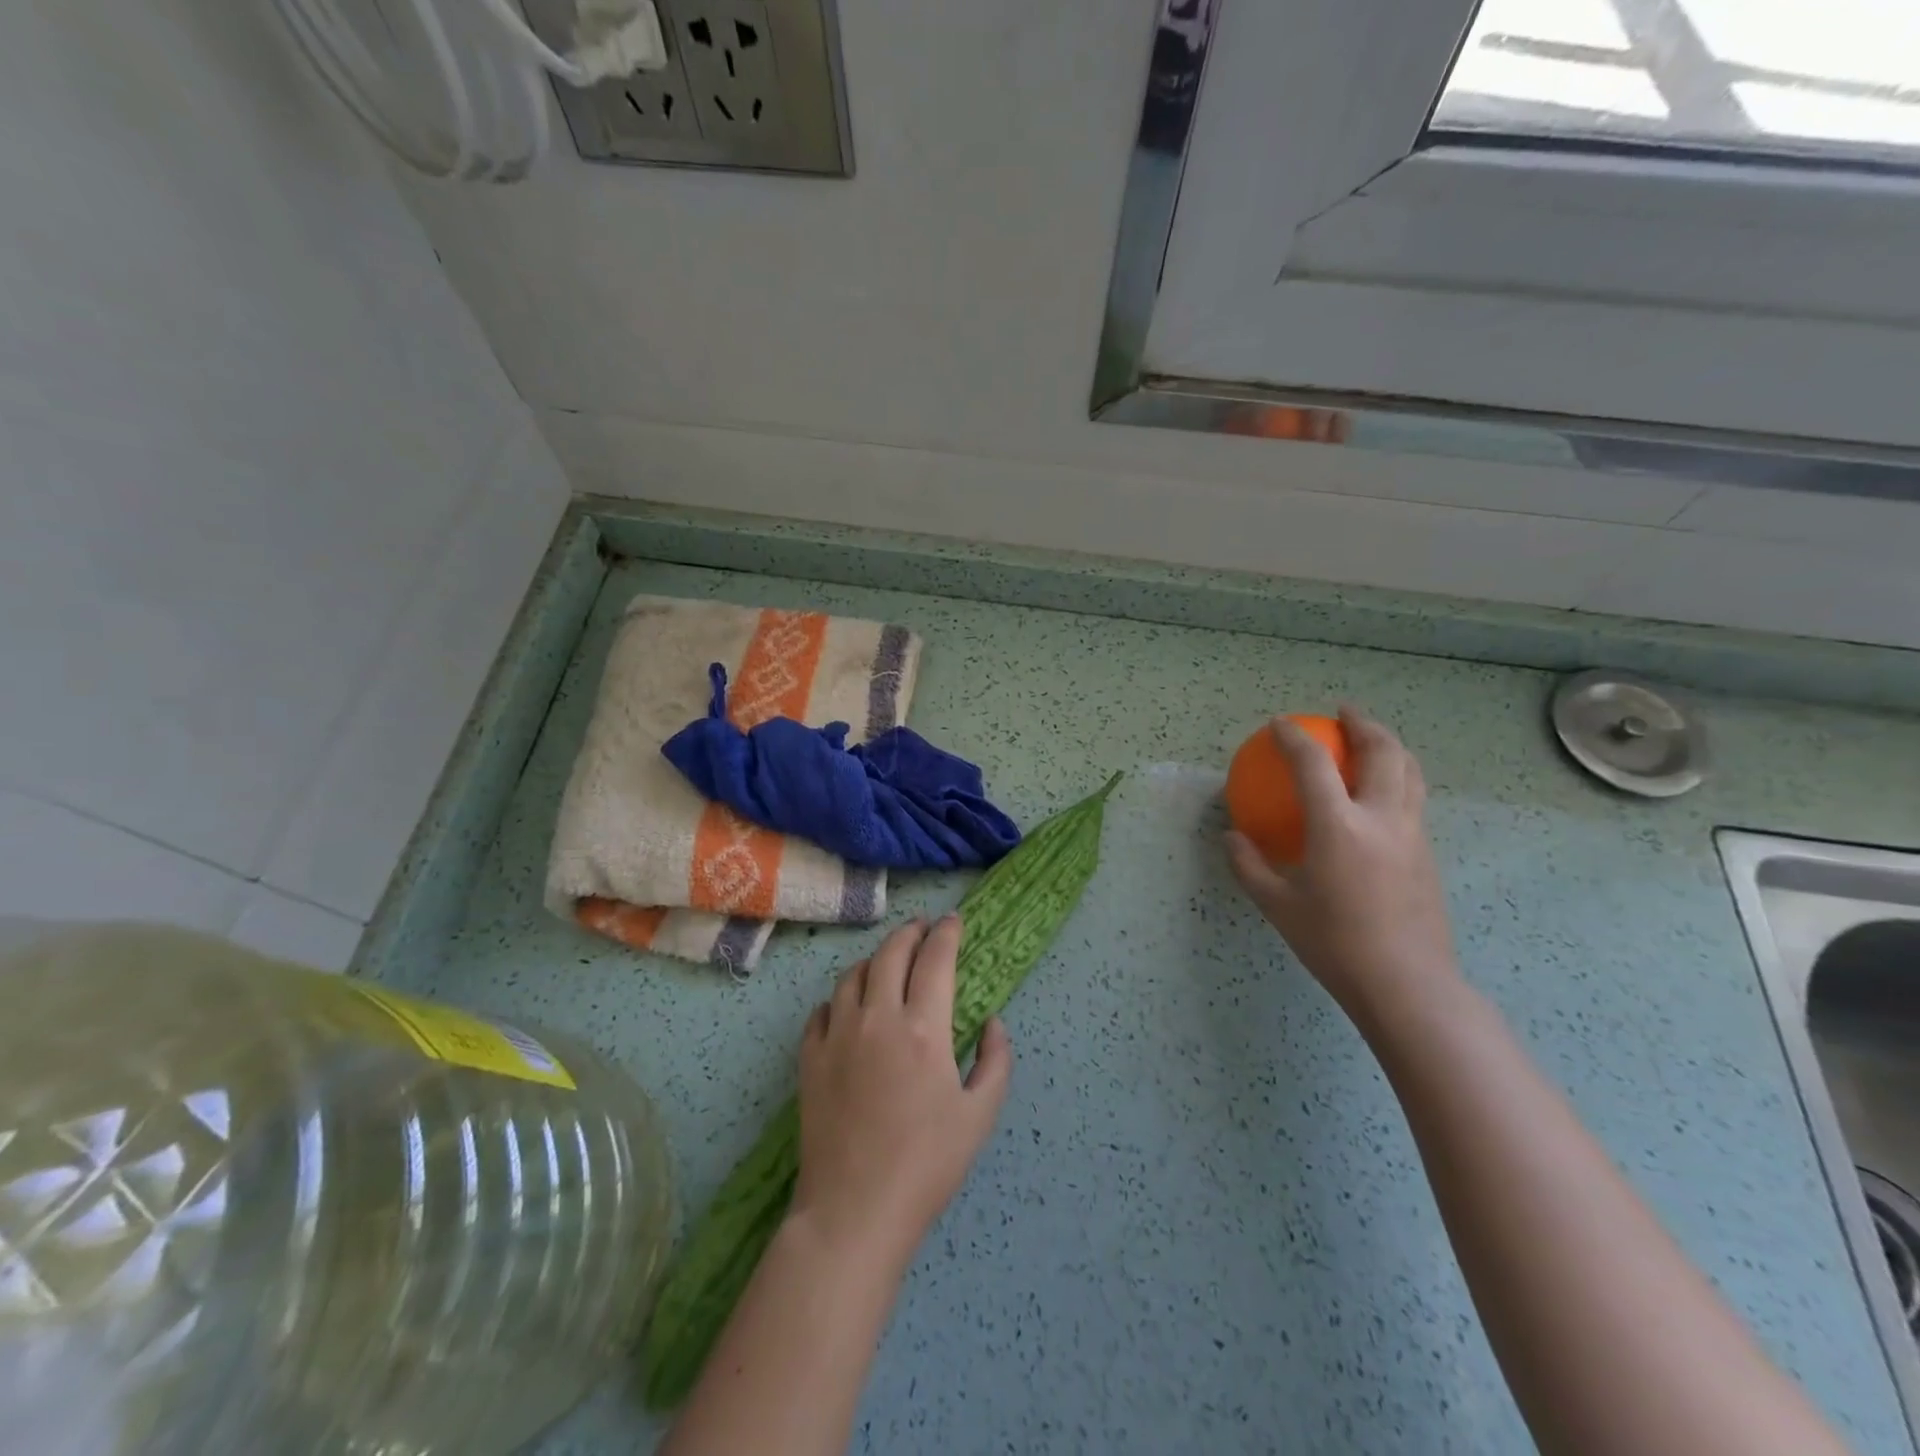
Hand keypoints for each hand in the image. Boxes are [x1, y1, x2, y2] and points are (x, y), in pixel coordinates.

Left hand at [792, 916, 1012, 1270]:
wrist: (854, 1210)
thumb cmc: (926, 1165)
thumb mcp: (980, 1115)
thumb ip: (995, 1061)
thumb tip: (994, 1023)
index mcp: (924, 1028)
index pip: (935, 959)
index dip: (946, 934)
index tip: (953, 922)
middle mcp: (878, 1017)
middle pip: (891, 953)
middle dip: (910, 933)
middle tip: (922, 929)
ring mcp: (838, 1035)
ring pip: (853, 974)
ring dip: (875, 959)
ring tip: (888, 962)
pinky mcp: (811, 1057)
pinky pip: (824, 1009)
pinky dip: (841, 997)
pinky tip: (849, 1006)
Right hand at [1225, 706, 1461, 1026]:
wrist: (1406, 983)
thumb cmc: (1334, 944)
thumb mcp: (1278, 906)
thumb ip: (1250, 866)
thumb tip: (1233, 838)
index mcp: (1339, 827)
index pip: (1314, 765)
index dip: (1293, 738)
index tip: (1279, 725)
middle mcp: (1382, 819)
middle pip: (1383, 751)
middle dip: (1363, 724)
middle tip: (1344, 714)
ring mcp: (1412, 834)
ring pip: (1410, 771)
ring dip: (1390, 745)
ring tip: (1372, 739)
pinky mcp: (1427, 853)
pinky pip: (1414, 798)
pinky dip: (1398, 777)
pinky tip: (1381, 794)